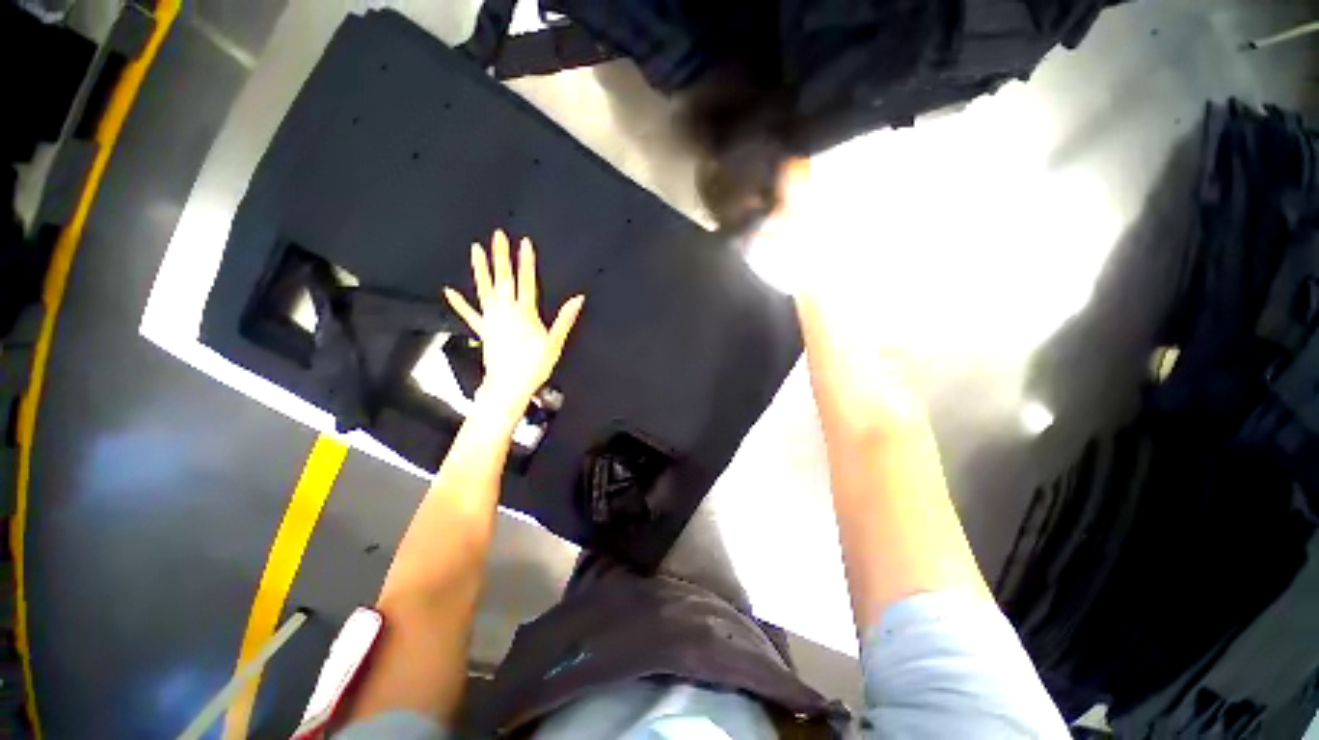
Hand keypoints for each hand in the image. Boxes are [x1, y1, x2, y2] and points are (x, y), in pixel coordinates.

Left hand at [443, 230, 584, 421]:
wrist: (509, 386)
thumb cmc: (534, 365)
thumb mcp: (555, 342)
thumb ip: (565, 319)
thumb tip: (578, 299)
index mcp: (524, 313)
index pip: (526, 281)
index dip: (526, 262)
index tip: (524, 243)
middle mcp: (505, 311)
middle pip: (503, 279)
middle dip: (501, 256)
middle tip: (497, 236)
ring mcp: (491, 319)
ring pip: (484, 289)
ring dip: (480, 269)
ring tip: (475, 250)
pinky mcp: (483, 330)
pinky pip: (468, 313)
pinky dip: (459, 302)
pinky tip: (449, 291)